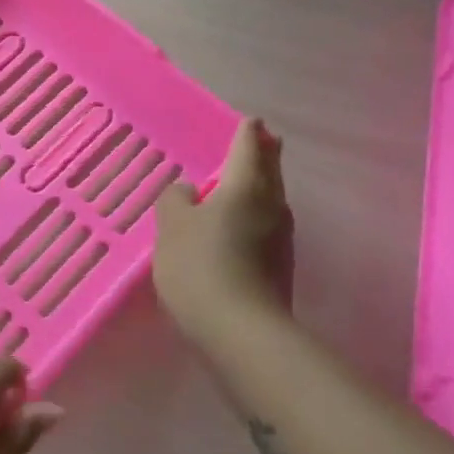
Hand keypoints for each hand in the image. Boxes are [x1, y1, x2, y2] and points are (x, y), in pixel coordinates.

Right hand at [152, 117, 293, 346]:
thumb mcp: (172, 224)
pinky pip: (266, 225)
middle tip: (258, 141)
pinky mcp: (279, 267)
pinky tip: (237, 224)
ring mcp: (281, 238)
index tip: (249, 121)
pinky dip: (255, 214)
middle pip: (270, 171)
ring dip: (260, 185)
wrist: (240, 332)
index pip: (248, 147)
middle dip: (264, 154)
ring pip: (272, 199)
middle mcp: (271, 206)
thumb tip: (189, 192)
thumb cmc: (201, 265)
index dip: (246, 132)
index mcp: (245, 187)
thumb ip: (176, 199)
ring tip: (241, 180)